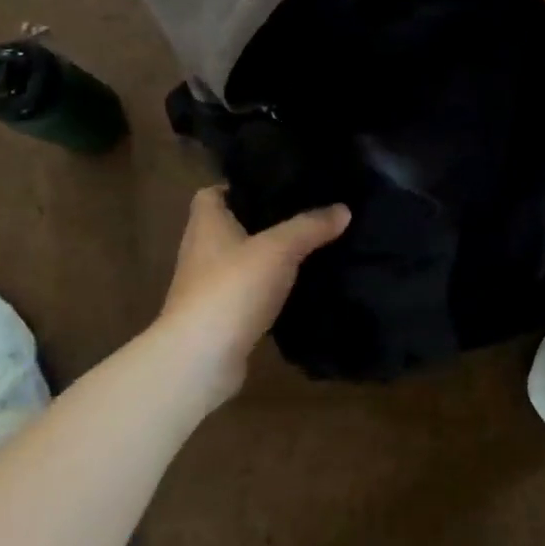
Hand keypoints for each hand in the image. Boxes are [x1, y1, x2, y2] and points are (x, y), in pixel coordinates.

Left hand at [152, 186, 348, 407]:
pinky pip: (248, 293)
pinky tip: (297, 288)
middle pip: (231, 226)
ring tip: (308, 248)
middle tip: (304, 215)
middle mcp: (201, 250)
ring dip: (268, 258)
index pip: (213, 193)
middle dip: (263, 222)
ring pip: (242, 261)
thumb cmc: (232, 288)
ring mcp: (208, 286)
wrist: (201, 358)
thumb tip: (343, 208)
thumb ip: (310, 226)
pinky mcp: (220, 317)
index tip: (275, 187)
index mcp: (206, 223)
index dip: (239, 187)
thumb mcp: (279, 249)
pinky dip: (269, 290)